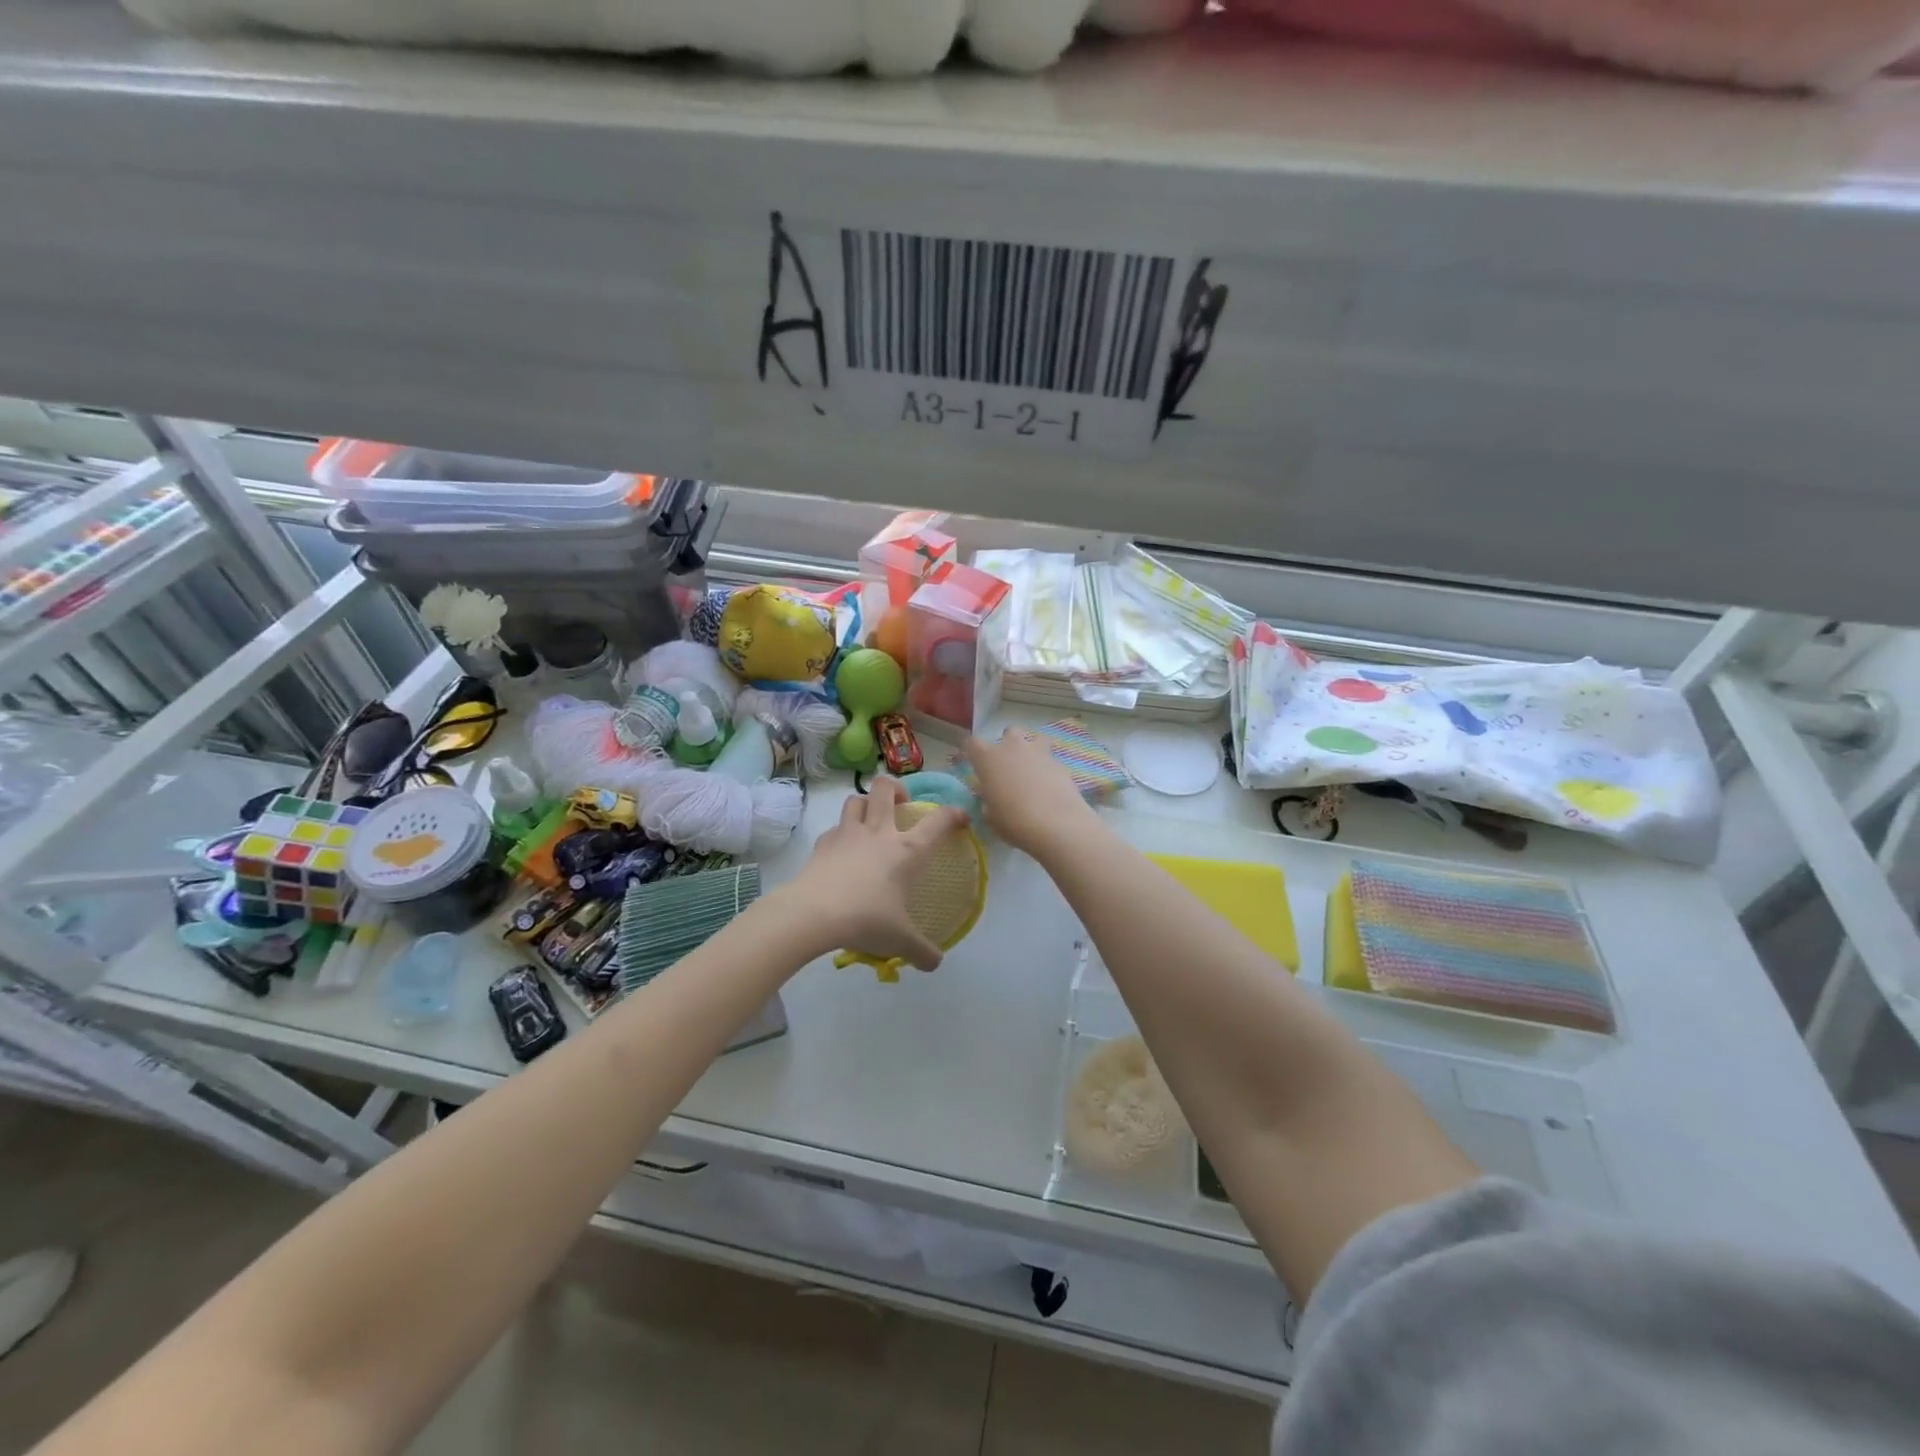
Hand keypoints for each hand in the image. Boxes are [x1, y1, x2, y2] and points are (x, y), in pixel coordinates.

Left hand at [780, 778, 967, 969]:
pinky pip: (835, 827)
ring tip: (871, 820)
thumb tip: (935, 963)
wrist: (813, 914)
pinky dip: (842, 833)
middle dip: (897, 789)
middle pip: (886, 788)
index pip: (938, 821)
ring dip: (867, 804)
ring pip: (857, 799)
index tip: (960, 818)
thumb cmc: (866, 920)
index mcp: (907, 850)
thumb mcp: (900, 941)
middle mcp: (879, 832)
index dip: (953, 814)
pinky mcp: (823, 843)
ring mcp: (848, 834)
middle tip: (902, 806)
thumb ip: (922, 951)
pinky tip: (843, 850)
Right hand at [961, 730, 1096, 858]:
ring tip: (1032, 770)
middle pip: (1008, 732)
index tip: (973, 762)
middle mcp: (1012, 748)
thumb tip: (991, 797)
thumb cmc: (1013, 821)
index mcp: (988, 758)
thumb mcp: (990, 816)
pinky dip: (1048, 768)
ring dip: (1031, 750)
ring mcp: (1038, 752)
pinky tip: (1050, 786)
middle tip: (1008, 765)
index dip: (971, 751)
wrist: (1055, 823)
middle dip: (1008, 744)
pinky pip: (1050, 759)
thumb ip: (987, 800)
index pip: (971, 743)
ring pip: (1034, 739)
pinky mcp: (1059, 762)